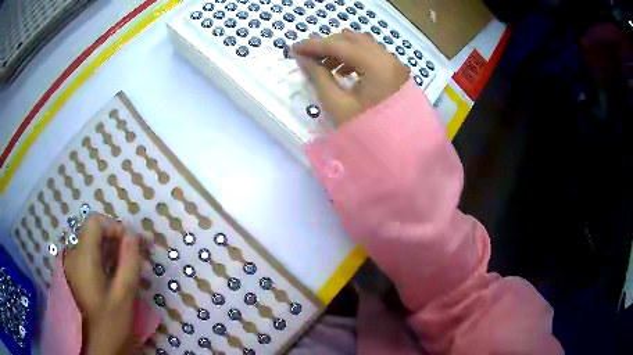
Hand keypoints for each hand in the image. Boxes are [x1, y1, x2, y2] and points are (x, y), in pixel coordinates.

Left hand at [64, 213, 142, 354]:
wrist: (98, 346)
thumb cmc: (111, 323)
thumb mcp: (124, 295)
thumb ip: (129, 262)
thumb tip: (133, 235)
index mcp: (83, 258)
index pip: (95, 222)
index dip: (114, 227)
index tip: (130, 244)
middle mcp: (73, 255)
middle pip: (93, 232)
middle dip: (114, 239)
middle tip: (133, 257)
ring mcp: (72, 265)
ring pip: (91, 243)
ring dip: (109, 249)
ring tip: (126, 267)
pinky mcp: (74, 274)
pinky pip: (88, 256)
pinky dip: (102, 258)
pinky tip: (114, 275)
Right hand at [292, 30, 409, 126]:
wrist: (397, 151)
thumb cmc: (366, 131)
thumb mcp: (337, 105)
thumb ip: (318, 77)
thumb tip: (302, 58)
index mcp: (377, 66)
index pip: (340, 45)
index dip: (314, 45)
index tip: (294, 49)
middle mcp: (389, 59)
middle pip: (352, 39)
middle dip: (327, 44)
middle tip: (308, 57)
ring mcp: (395, 64)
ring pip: (363, 45)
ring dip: (341, 50)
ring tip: (324, 65)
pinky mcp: (395, 71)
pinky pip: (372, 55)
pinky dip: (354, 57)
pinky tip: (343, 72)